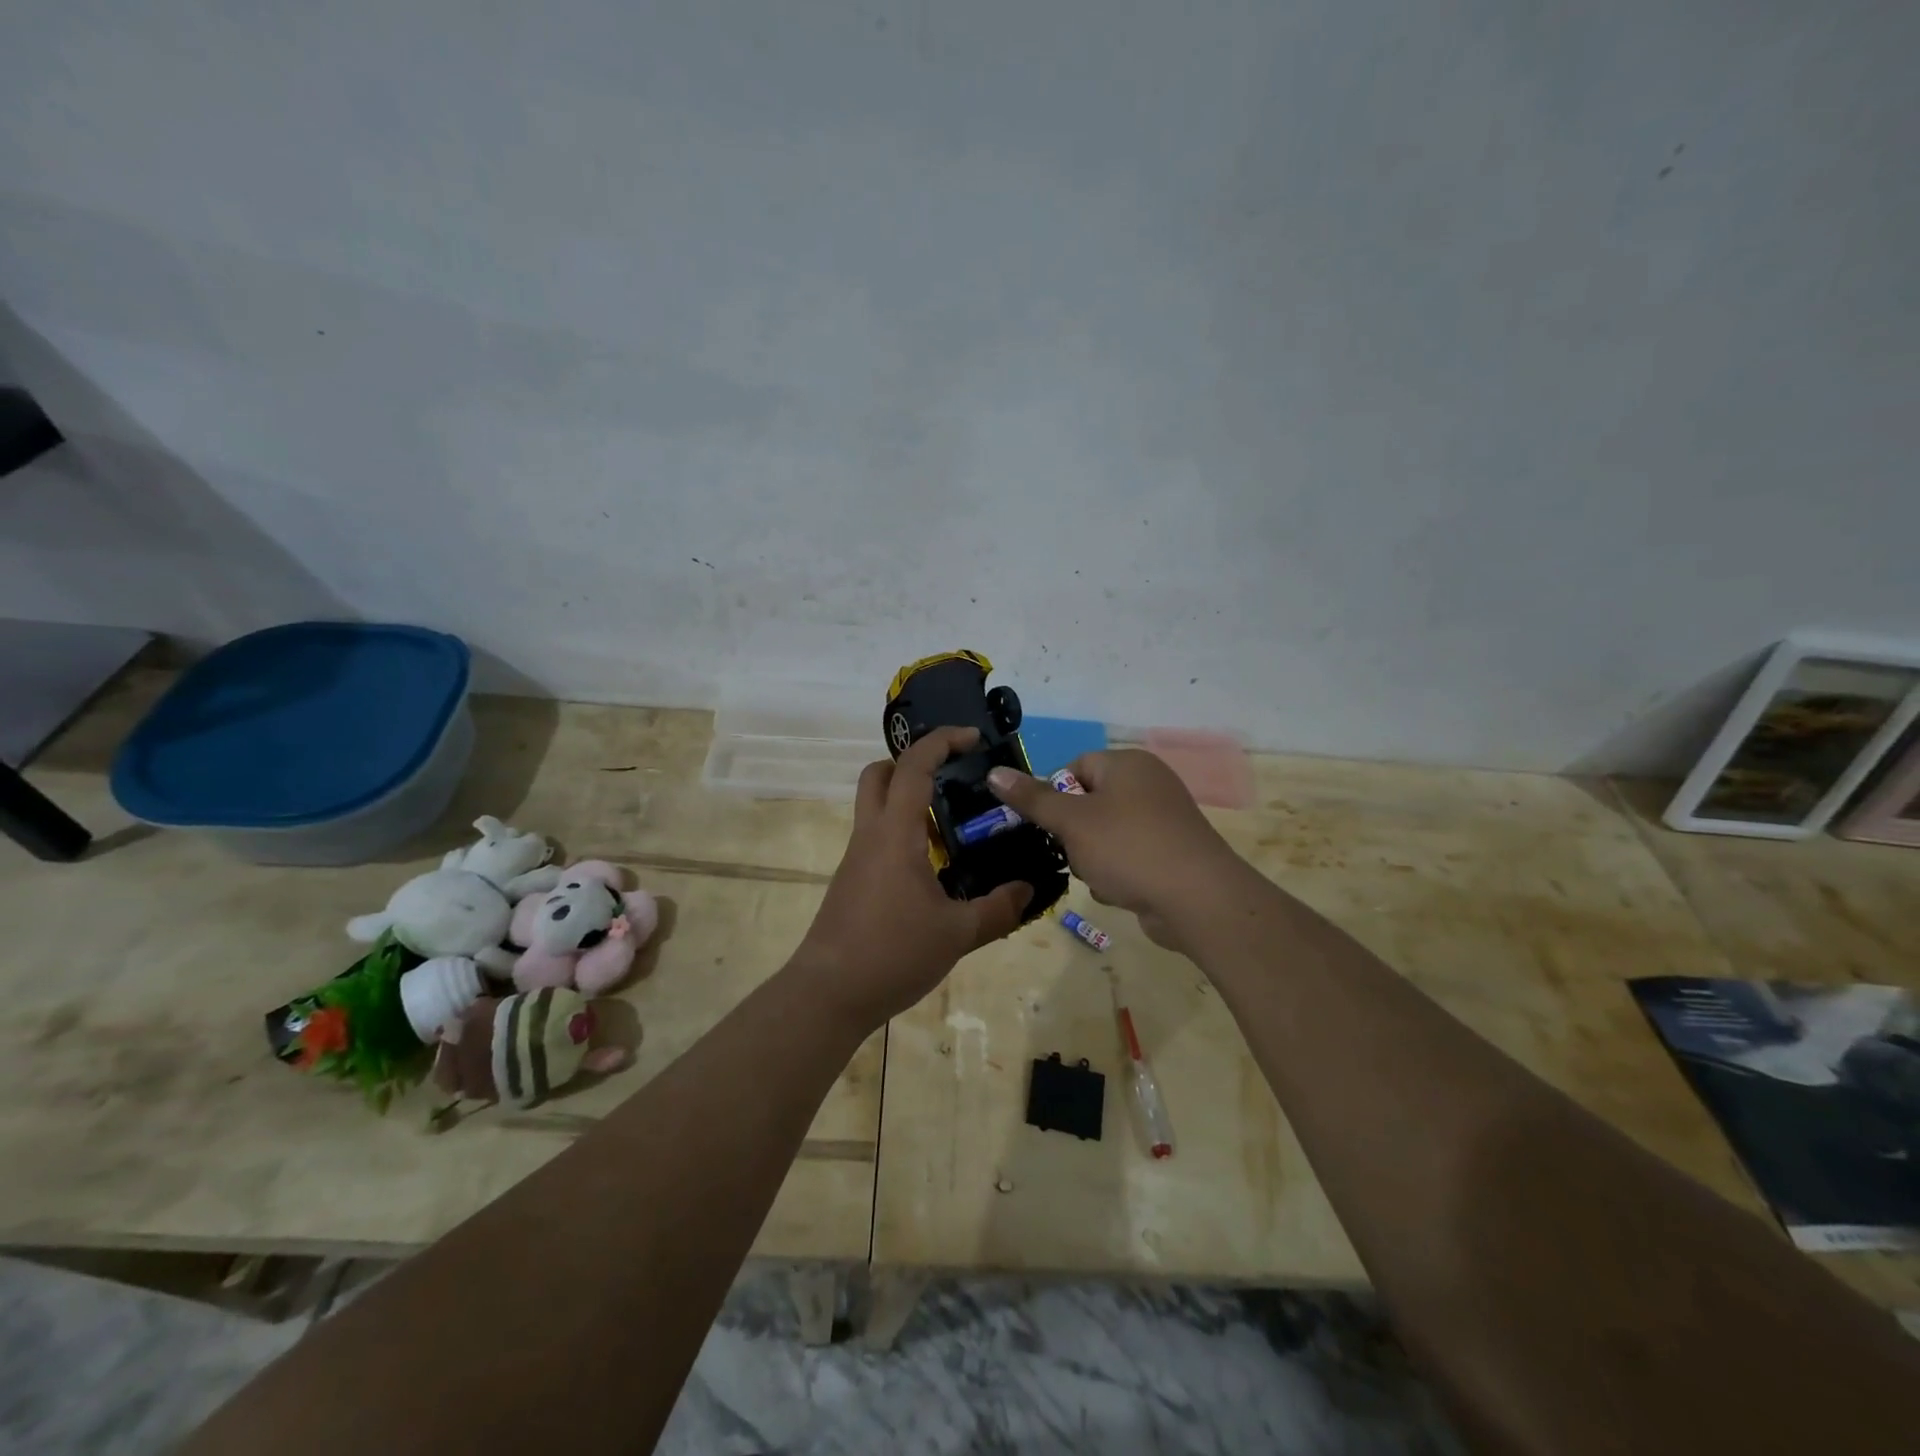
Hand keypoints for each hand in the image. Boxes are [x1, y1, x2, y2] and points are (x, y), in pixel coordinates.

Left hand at [795, 727, 1032, 1030]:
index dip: (941, 742)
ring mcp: (856, 858)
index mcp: (895, 834)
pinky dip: (904, 833)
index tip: (972, 738)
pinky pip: (877, 837)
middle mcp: (870, 835)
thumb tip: (1028, 890)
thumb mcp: (957, 934)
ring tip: (953, 828)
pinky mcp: (852, 880)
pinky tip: (932, 868)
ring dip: (909, 800)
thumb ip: (998, 909)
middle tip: (951, 778)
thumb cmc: (892, 953)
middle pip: (879, 774)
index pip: (913, 767)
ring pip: (875, 806)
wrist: (828, 994)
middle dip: (913, 763)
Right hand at [987, 749, 1244, 950]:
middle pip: (1088, 804)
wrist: (1198, 900)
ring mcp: (1163, 821)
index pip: (1074, 768)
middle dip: (1073, 835)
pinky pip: (1127, 857)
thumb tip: (994, 772)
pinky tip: (1122, 891)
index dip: (1054, 796)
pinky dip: (1118, 874)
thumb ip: (1032, 798)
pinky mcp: (1170, 854)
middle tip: (1073, 854)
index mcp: (1127, 764)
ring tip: (1102, 877)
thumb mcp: (1072, 821)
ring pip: (1104, 835)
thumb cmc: (1129, 848)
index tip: (1046, 826)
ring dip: (1092, 859)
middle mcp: (1148, 784)